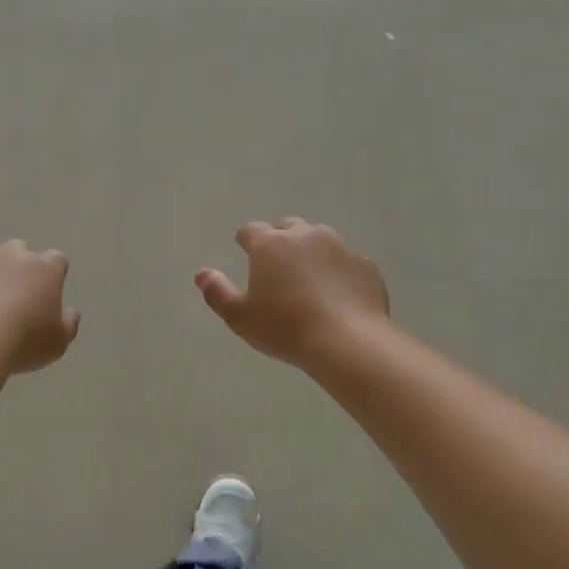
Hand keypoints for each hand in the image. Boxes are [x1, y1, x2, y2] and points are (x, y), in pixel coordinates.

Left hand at [0, 240, 80, 373]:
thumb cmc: (23, 341)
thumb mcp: (59, 341)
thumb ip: (68, 322)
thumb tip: (69, 312)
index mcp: (44, 268)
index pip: (57, 260)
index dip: (53, 274)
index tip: (48, 292)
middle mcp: (11, 254)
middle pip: (18, 249)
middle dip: (17, 265)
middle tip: (13, 294)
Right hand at [196, 219, 389, 366]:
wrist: (348, 341)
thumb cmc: (284, 328)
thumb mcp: (240, 317)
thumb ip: (217, 293)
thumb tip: (202, 274)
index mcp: (270, 244)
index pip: (250, 231)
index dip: (245, 241)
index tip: (244, 252)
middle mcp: (305, 236)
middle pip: (287, 227)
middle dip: (279, 240)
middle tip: (276, 267)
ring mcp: (340, 247)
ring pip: (320, 239)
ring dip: (310, 252)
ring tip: (307, 280)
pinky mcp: (365, 265)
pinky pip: (346, 262)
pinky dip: (338, 272)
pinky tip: (336, 296)